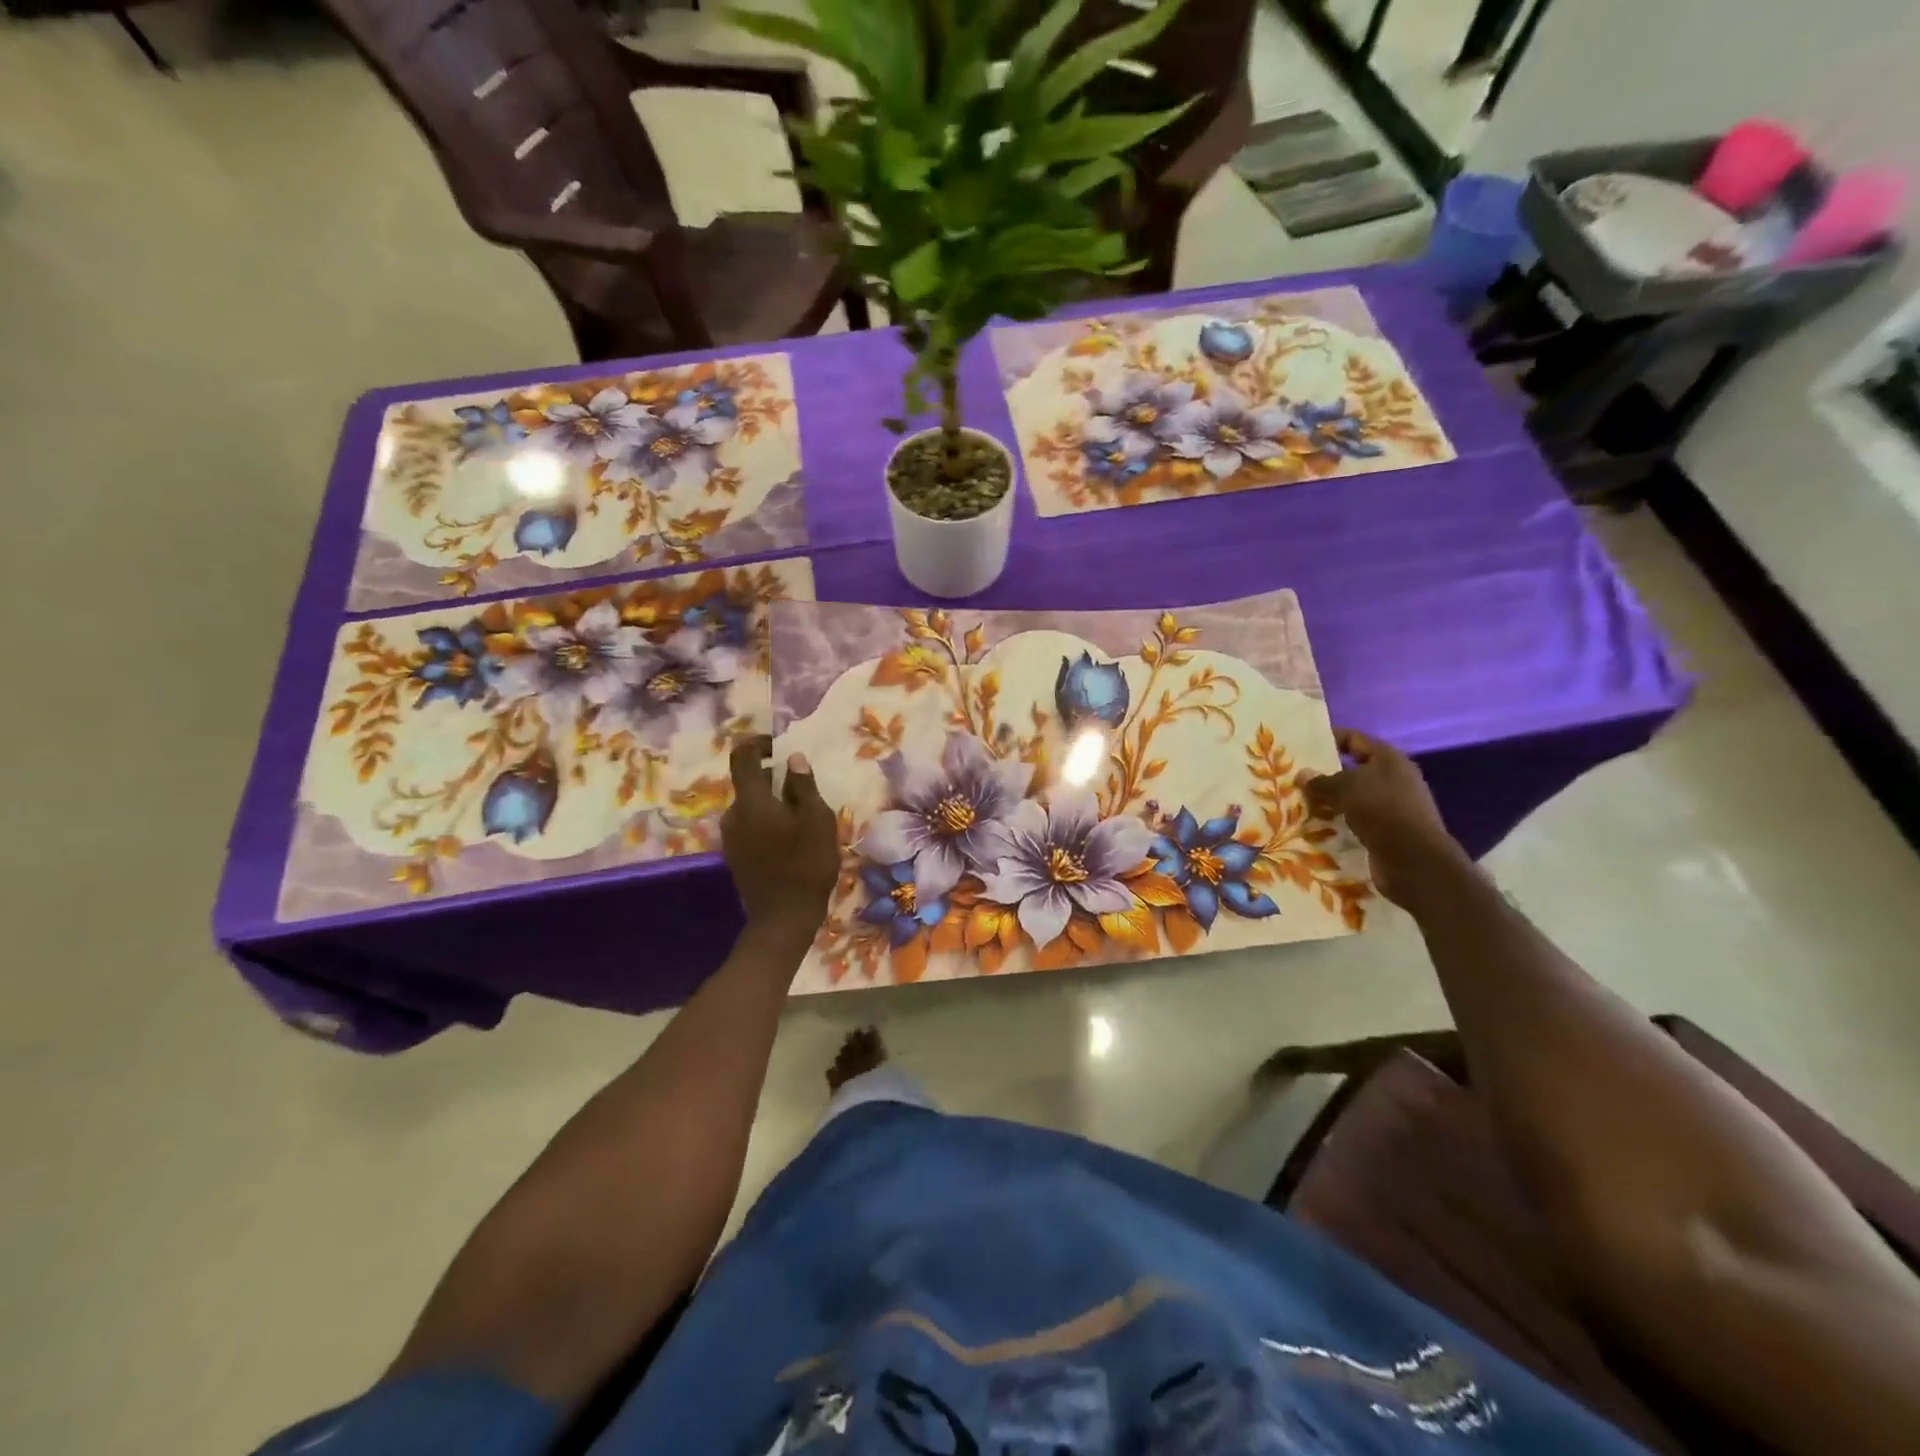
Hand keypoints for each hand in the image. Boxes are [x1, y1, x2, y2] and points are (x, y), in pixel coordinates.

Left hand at [722, 736, 839, 949]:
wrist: (783, 918)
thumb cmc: (805, 864)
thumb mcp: (816, 820)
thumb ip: (803, 786)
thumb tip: (793, 758)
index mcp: (751, 801)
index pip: (743, 757)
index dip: (757, 744)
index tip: (777, 745)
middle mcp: (733, 814)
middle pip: (750, 784)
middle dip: (774, 779)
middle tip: (804, 789)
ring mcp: (731, 837)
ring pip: (751, 807)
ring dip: (772, 803)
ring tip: (802, 817)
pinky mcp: (735, 856)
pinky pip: (750, 826)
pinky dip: (767, 822)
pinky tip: (790, 838)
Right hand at [1303, 729, 1470, 906]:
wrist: (1413, 858)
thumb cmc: (1381, 809)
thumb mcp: (1345, 788)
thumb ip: (1321, 780)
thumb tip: (1302, 774)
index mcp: (1388, 758)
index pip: (1354, 739)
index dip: (1329, 739)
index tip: (1302, 745)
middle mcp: (1395, 778)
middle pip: (1354, 769)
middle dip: (1326, 774)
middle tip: (1295, 778)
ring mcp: (1394, 805)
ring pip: (1354, 797)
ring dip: (1331, 801)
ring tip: (1301, 803)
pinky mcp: (1390, 830)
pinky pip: (1358, 819)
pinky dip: (1340, 821)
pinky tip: (1319, 826)